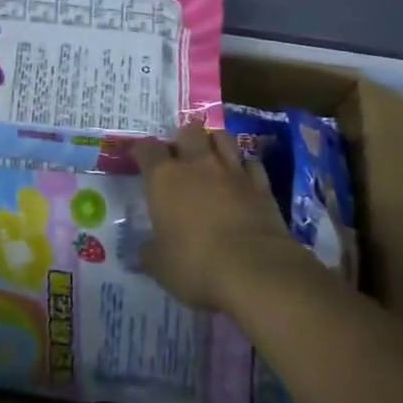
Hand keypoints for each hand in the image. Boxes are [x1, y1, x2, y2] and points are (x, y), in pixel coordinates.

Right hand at [131, 124, 301, 311]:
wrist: (255, 270)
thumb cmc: (196, 265)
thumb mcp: (161, 267)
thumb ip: (150, 253)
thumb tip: (144, 250)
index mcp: (164, 179)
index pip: (147, 150)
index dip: (142, 151)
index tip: (141, 158)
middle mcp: (197, 165)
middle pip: (188, 132)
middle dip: (182, 138)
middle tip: (180, 152)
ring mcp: (232, 171)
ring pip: (222, 138)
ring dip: (215, 142)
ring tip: (211, 153)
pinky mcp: (262, 185)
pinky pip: (251, 164)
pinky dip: (245, 167)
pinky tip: (242, 176)